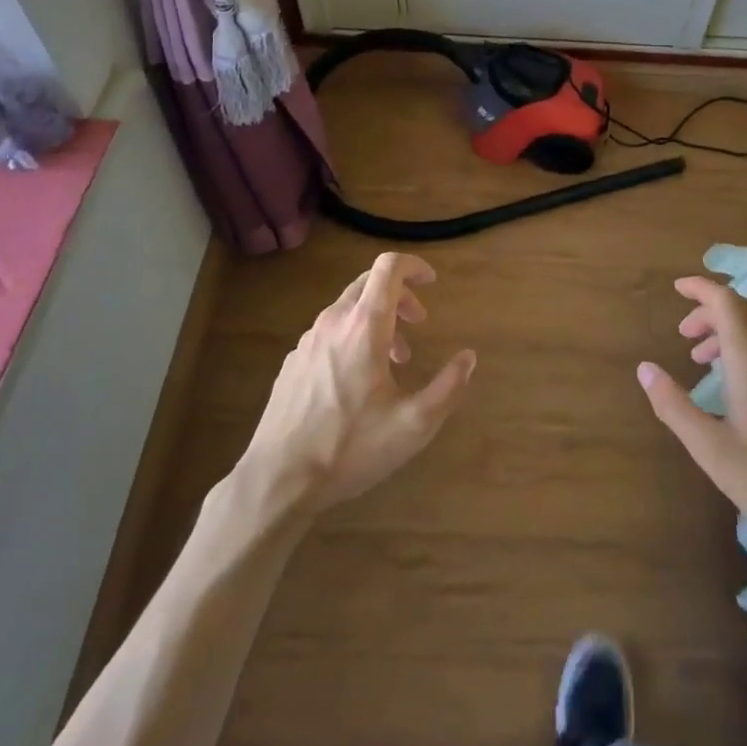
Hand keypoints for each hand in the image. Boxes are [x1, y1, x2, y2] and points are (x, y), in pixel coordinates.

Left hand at [232, 253, 476, 518]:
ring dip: (377, 319)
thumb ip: (448, 387)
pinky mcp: (293, 362)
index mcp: (364, 326)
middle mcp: (334, 322)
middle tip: (418, 324)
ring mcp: (308, 341)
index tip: (432, 282)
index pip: (389, 268)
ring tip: (393, 360)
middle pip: (369, 283)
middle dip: (400, 295)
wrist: (277, 480)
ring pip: (348, 309)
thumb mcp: (414, 424)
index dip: (414, 265)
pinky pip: (330, 332)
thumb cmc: (350, 448)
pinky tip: (357, 379)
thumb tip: (468, 358)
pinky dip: (353, 337)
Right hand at [637, 276, 746, 558]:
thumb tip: (645, 368)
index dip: (701, 288)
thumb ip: (674, 406)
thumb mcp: (710, 449)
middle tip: (683, 333)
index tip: (676, 288)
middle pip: (741, 312)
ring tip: (698, 357)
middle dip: (708, 310)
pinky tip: (729, 383)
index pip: (727, 303)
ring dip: (723, 330)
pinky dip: (739, 348)